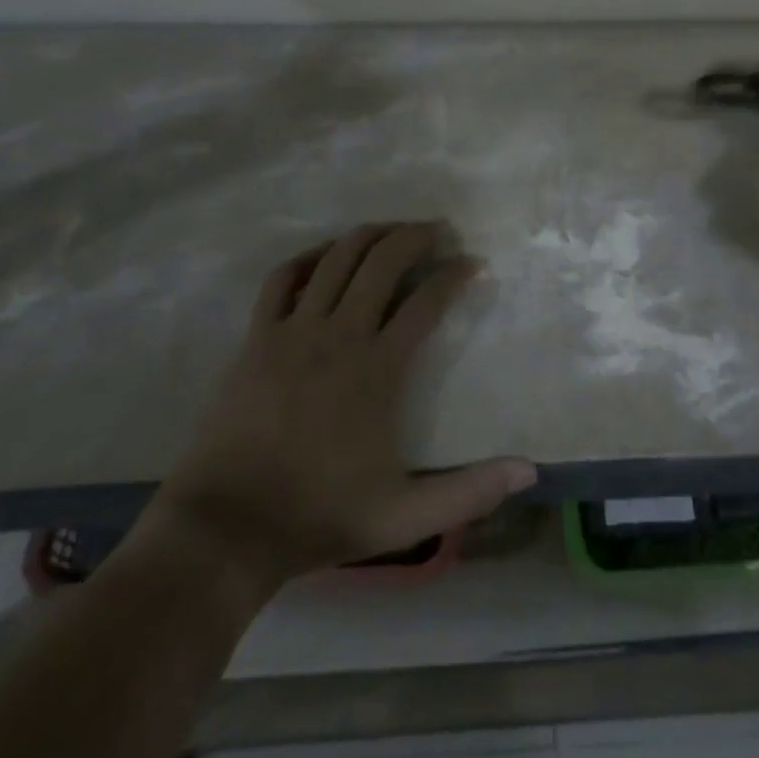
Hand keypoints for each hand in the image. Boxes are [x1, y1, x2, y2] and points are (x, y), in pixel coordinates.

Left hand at [150, 223, 535, 584]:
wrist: (228, 528)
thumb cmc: (320, 516)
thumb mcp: (407, 518)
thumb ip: (470, 493)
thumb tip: (530, 472)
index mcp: (378, 369)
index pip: (427, 302)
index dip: (455, 275)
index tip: (472, 263)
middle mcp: (339, 335)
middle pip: (382, 263)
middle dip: (415, 237)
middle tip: (437, 230)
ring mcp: (293, 331)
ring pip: (336, 259)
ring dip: (369, 235)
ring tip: (391, 229)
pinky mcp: (257, 339)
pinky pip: (282, 279)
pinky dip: (307, 258)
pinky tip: (323, 256)